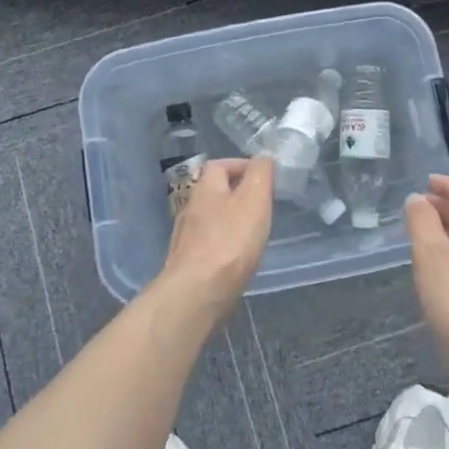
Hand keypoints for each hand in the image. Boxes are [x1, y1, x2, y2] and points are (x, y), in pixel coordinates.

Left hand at [159, 157, 274, 326]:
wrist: (197, 293)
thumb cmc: (230, 241)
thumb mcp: (254, 199)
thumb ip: (260, 174)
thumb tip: (263, 156)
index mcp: (205, 189)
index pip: (219, 164)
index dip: (241, 165)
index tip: (263, 178)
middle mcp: (190, 208)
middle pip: (213, 192)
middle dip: (236, 194)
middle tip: (261, 206)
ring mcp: (185, 238)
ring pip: (210, 219)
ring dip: (229, 221)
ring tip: (252, 233)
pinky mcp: (187, 264)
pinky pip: (208, 245)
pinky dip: (223, 245)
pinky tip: (236, 259)